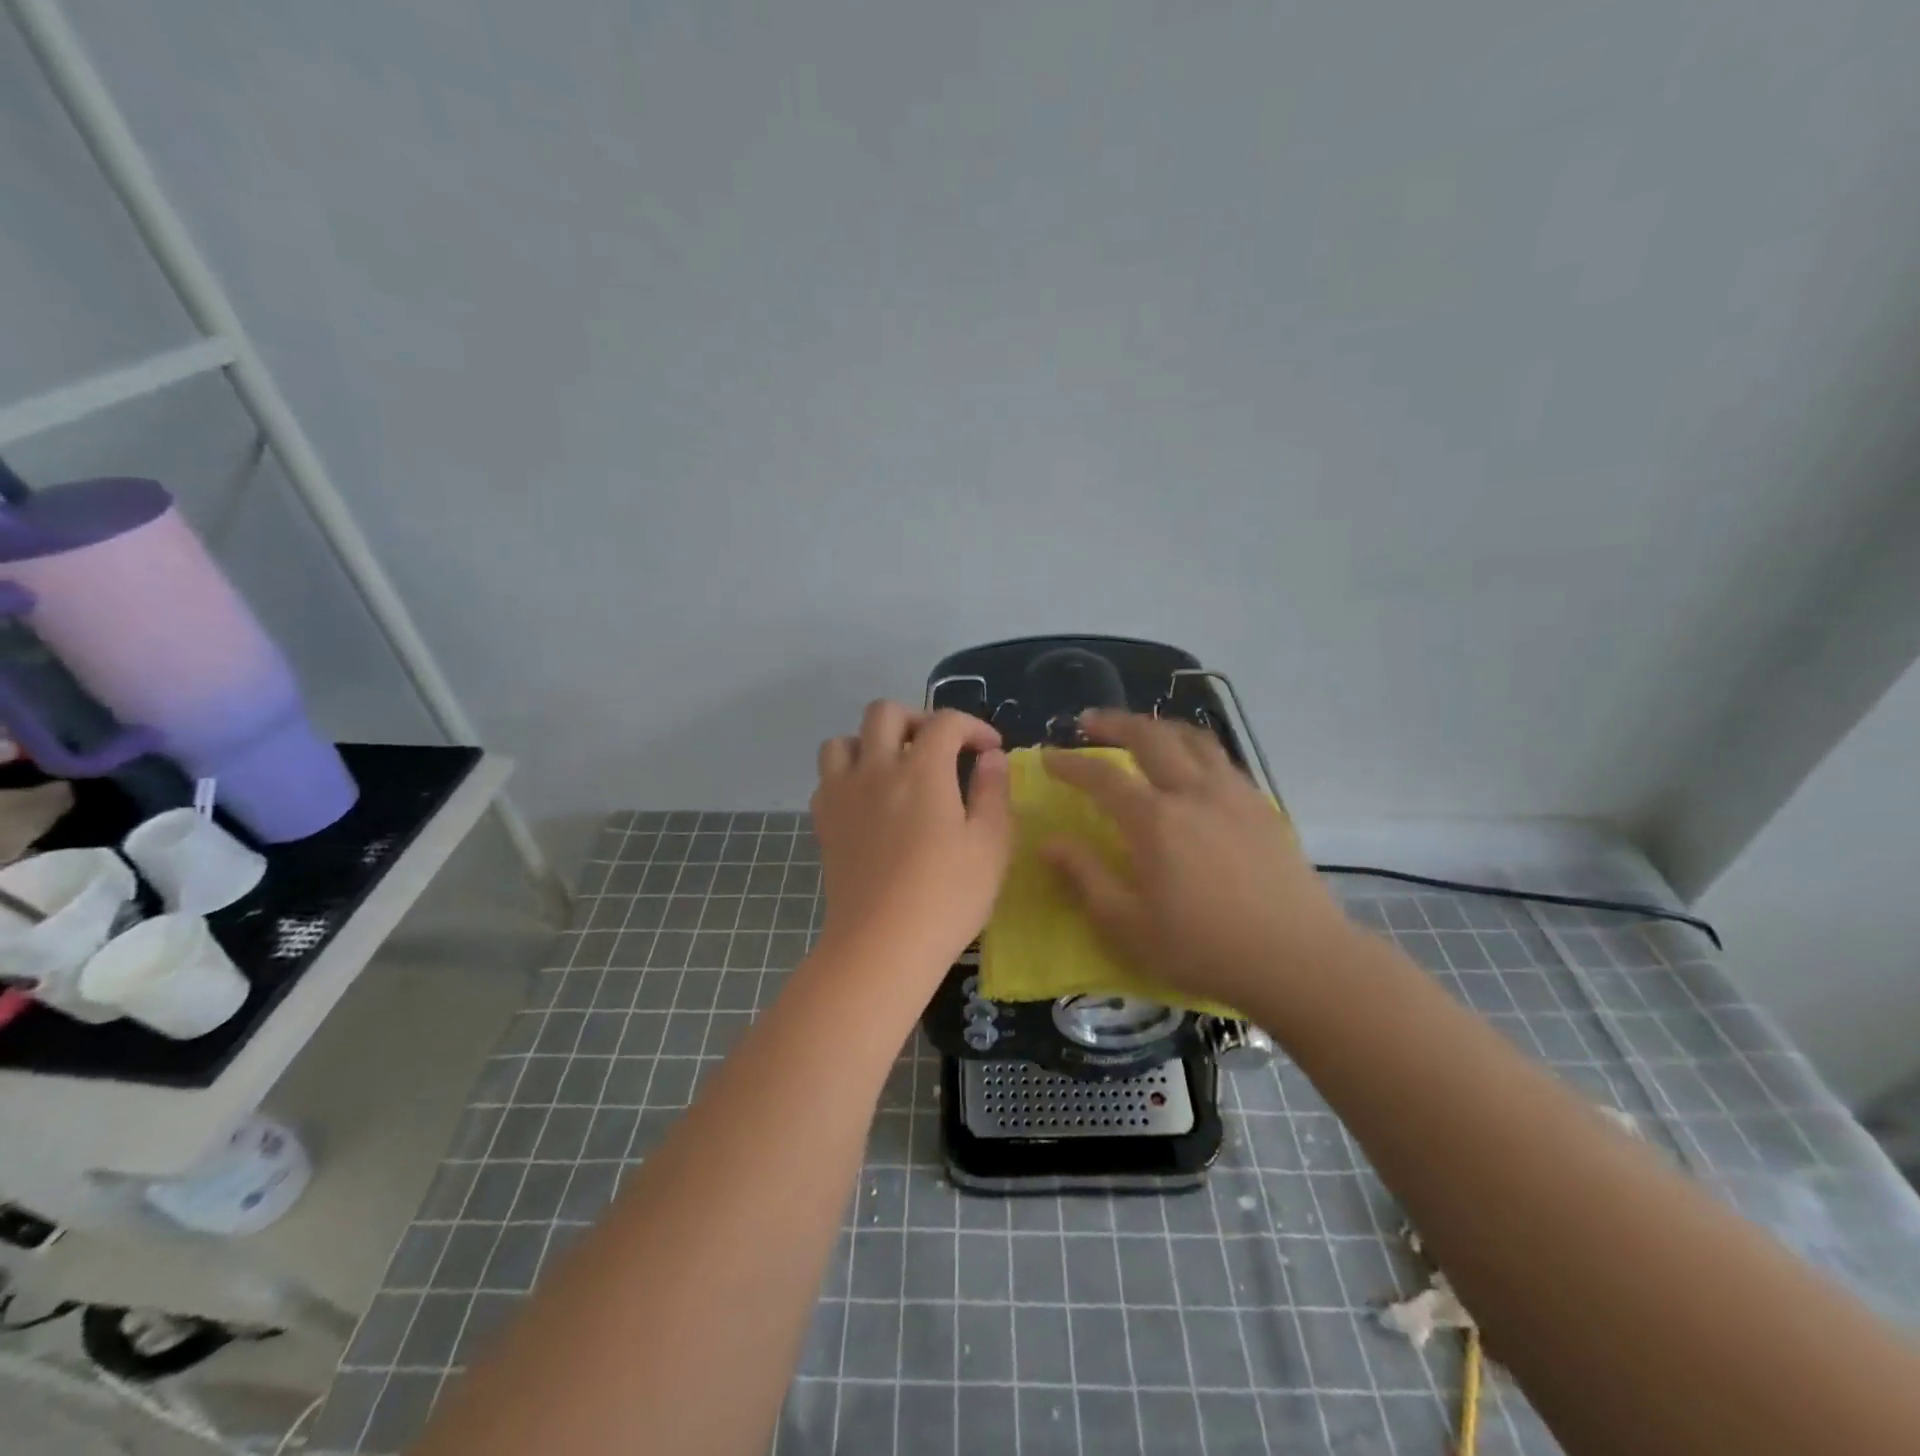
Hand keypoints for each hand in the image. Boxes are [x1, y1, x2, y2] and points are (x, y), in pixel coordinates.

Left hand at [811, 702, 1012, 972]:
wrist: (882, 944)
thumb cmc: (947, 896)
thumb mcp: (990, 845)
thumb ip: (993, 792)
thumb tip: (992, 758)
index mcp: (922, 770)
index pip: (945, 722)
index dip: (973, 727)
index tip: (990, 750)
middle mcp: (877, 769)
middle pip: (885, 712)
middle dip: (917, 719)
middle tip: (939, 748)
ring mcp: (843, 794)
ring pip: (844, 740)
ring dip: (872, 742)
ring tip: (895, 767)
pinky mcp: (824, 822)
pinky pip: (828, 778)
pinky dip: (848, 775)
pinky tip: (868, 801)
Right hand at [1040, 710, 1353, 1010]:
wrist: (1298, 960)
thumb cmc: (1203, 948)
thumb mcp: (1127, 924)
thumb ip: (1085, 877)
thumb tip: (1050, 843)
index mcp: (1154, 820)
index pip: (1101, 777)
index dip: (1070, 763)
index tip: (1048, 756)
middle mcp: (1193, 792)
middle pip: (1150, 737)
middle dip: (1114, 722)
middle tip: (1090, 721)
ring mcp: (1234, 795)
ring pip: (1193, 739)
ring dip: (1159, 726)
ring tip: (1142, 730)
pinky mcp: (1263, 808)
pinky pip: (1223, 761)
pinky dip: (1196, 749)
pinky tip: (1193, 767)